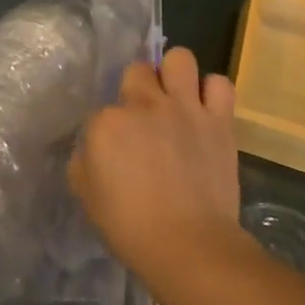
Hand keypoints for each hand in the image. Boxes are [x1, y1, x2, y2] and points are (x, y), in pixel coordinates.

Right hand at [68, 48, 243, 293]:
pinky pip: (220, 85)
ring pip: (180, 59)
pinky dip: (212, 93)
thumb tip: (93, 148)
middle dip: (138, 87)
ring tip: (176, 97)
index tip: (114, 150)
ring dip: (175, 74)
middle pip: (137, 70)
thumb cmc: (129, 226)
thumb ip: (85, 160)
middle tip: (144, 115)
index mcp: (106, 123)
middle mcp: (144, 105)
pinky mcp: (218, 120)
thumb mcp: (86, 194)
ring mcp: (184, 108)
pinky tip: (206, 109)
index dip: (109, 129)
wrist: (188, 245)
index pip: (102, 109)